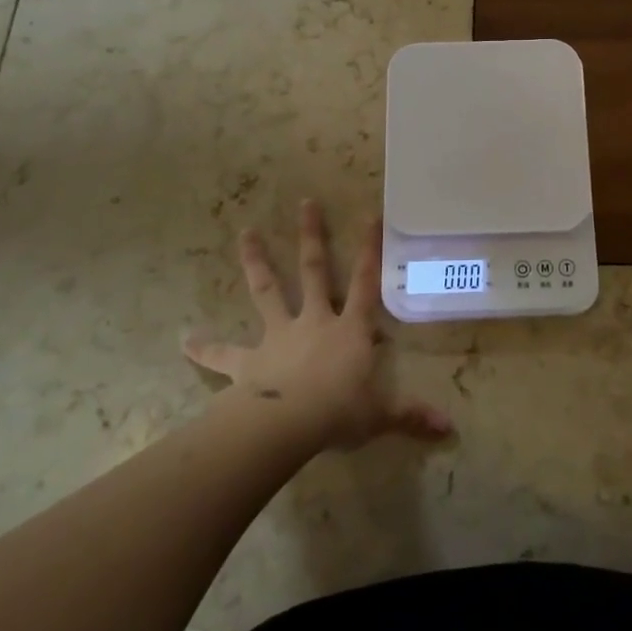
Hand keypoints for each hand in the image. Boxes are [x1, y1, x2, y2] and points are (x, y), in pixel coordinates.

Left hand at [184, 200, 451, 450]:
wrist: (288, 426)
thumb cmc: (339, 413)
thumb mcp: (381, 415)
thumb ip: (412, 416)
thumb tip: (448, 428)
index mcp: (349, 329)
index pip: (365, 282)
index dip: (369, 250)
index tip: (369, 215)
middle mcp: (314, 321)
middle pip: (313, 271)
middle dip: (311, 236)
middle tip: (305, 202)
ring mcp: (278, 336)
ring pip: (267, 291)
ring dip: (257, 261)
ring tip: (245, 233)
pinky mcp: (248, 361)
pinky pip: (223, 354)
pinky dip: (204, 348)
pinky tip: (183, 340)